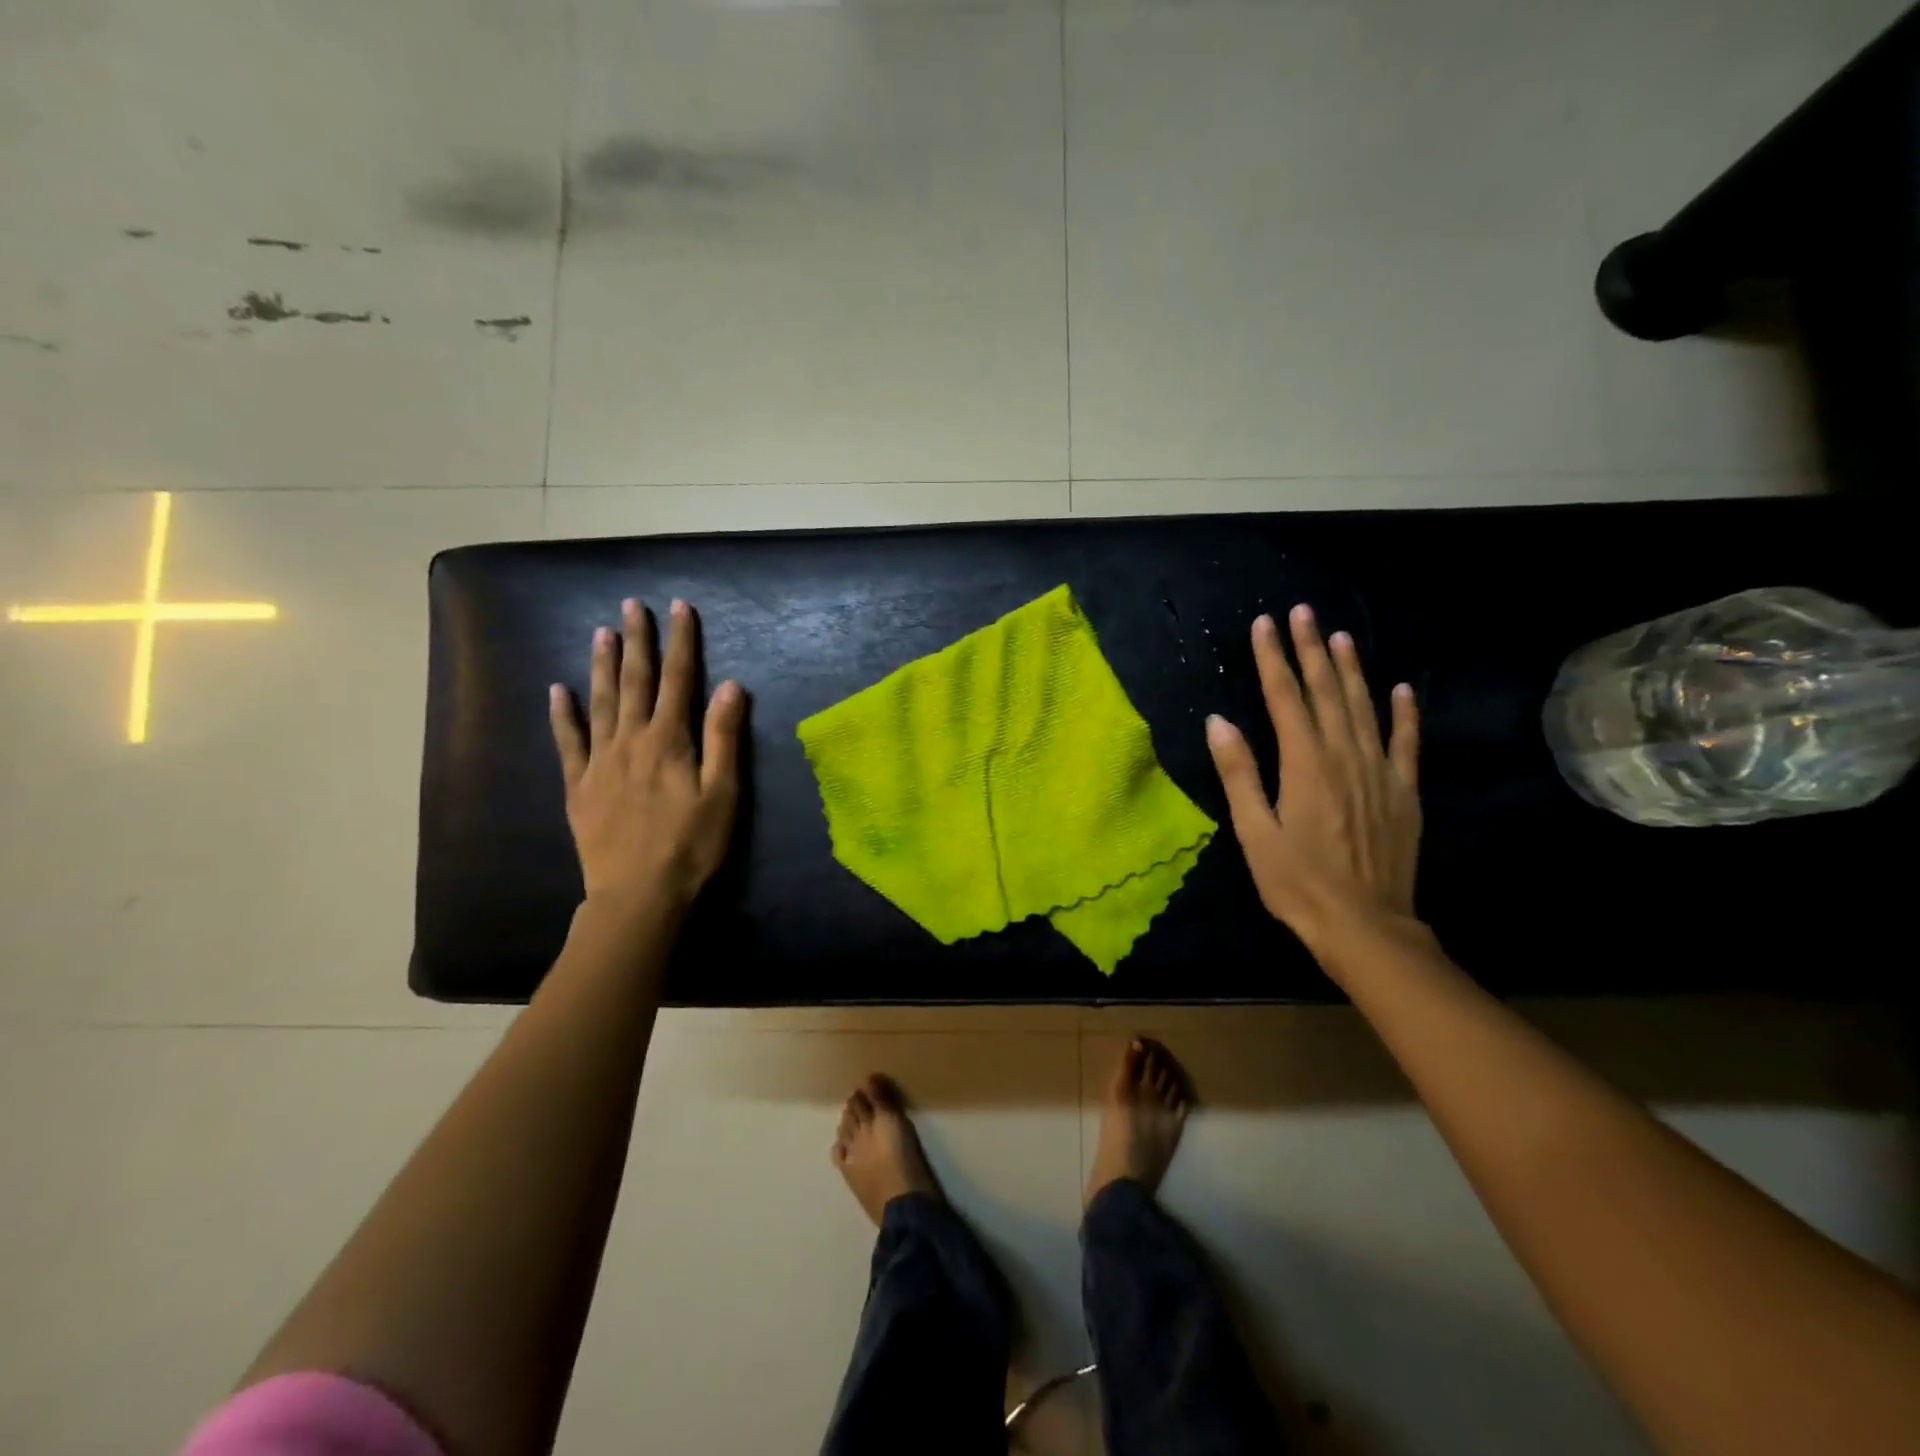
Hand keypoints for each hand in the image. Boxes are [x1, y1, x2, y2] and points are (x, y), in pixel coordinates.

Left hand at [548, 598, 745, 915]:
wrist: (638, 894)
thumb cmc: (691, 845)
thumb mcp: (723, 793)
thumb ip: (724, 737)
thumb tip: (730, 686)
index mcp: (669, 740)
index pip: (678, 679)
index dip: (681, 642)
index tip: (679, 608)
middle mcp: (631, 740)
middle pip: (635, 681)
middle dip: (637, 641)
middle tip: (631, 606)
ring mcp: (600, 761)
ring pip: (600, 702)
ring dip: (601, 666)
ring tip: (601, 633)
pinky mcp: (579, 786)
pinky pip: (567, 743)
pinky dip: (562, 715)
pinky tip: (557, 692)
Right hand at [1206, 605, 1421, 952]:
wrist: (1364, 925)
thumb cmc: (1297, 882)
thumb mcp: (1254, 832)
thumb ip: (1239, 773)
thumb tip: (1219, 721)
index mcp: (1305, 765)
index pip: (1286, 698)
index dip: (1273, 659)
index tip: (1265, 624)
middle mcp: (1345, 757)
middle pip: (1326, 692)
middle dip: (1311, 649)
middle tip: (1302, 612)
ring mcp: (1380, 772)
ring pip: (1365, 708)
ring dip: (1351, 669)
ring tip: (1340, 636)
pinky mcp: (1403, 793)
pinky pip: (1406, 743)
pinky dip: (1403, 714)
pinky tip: (1401, 689)